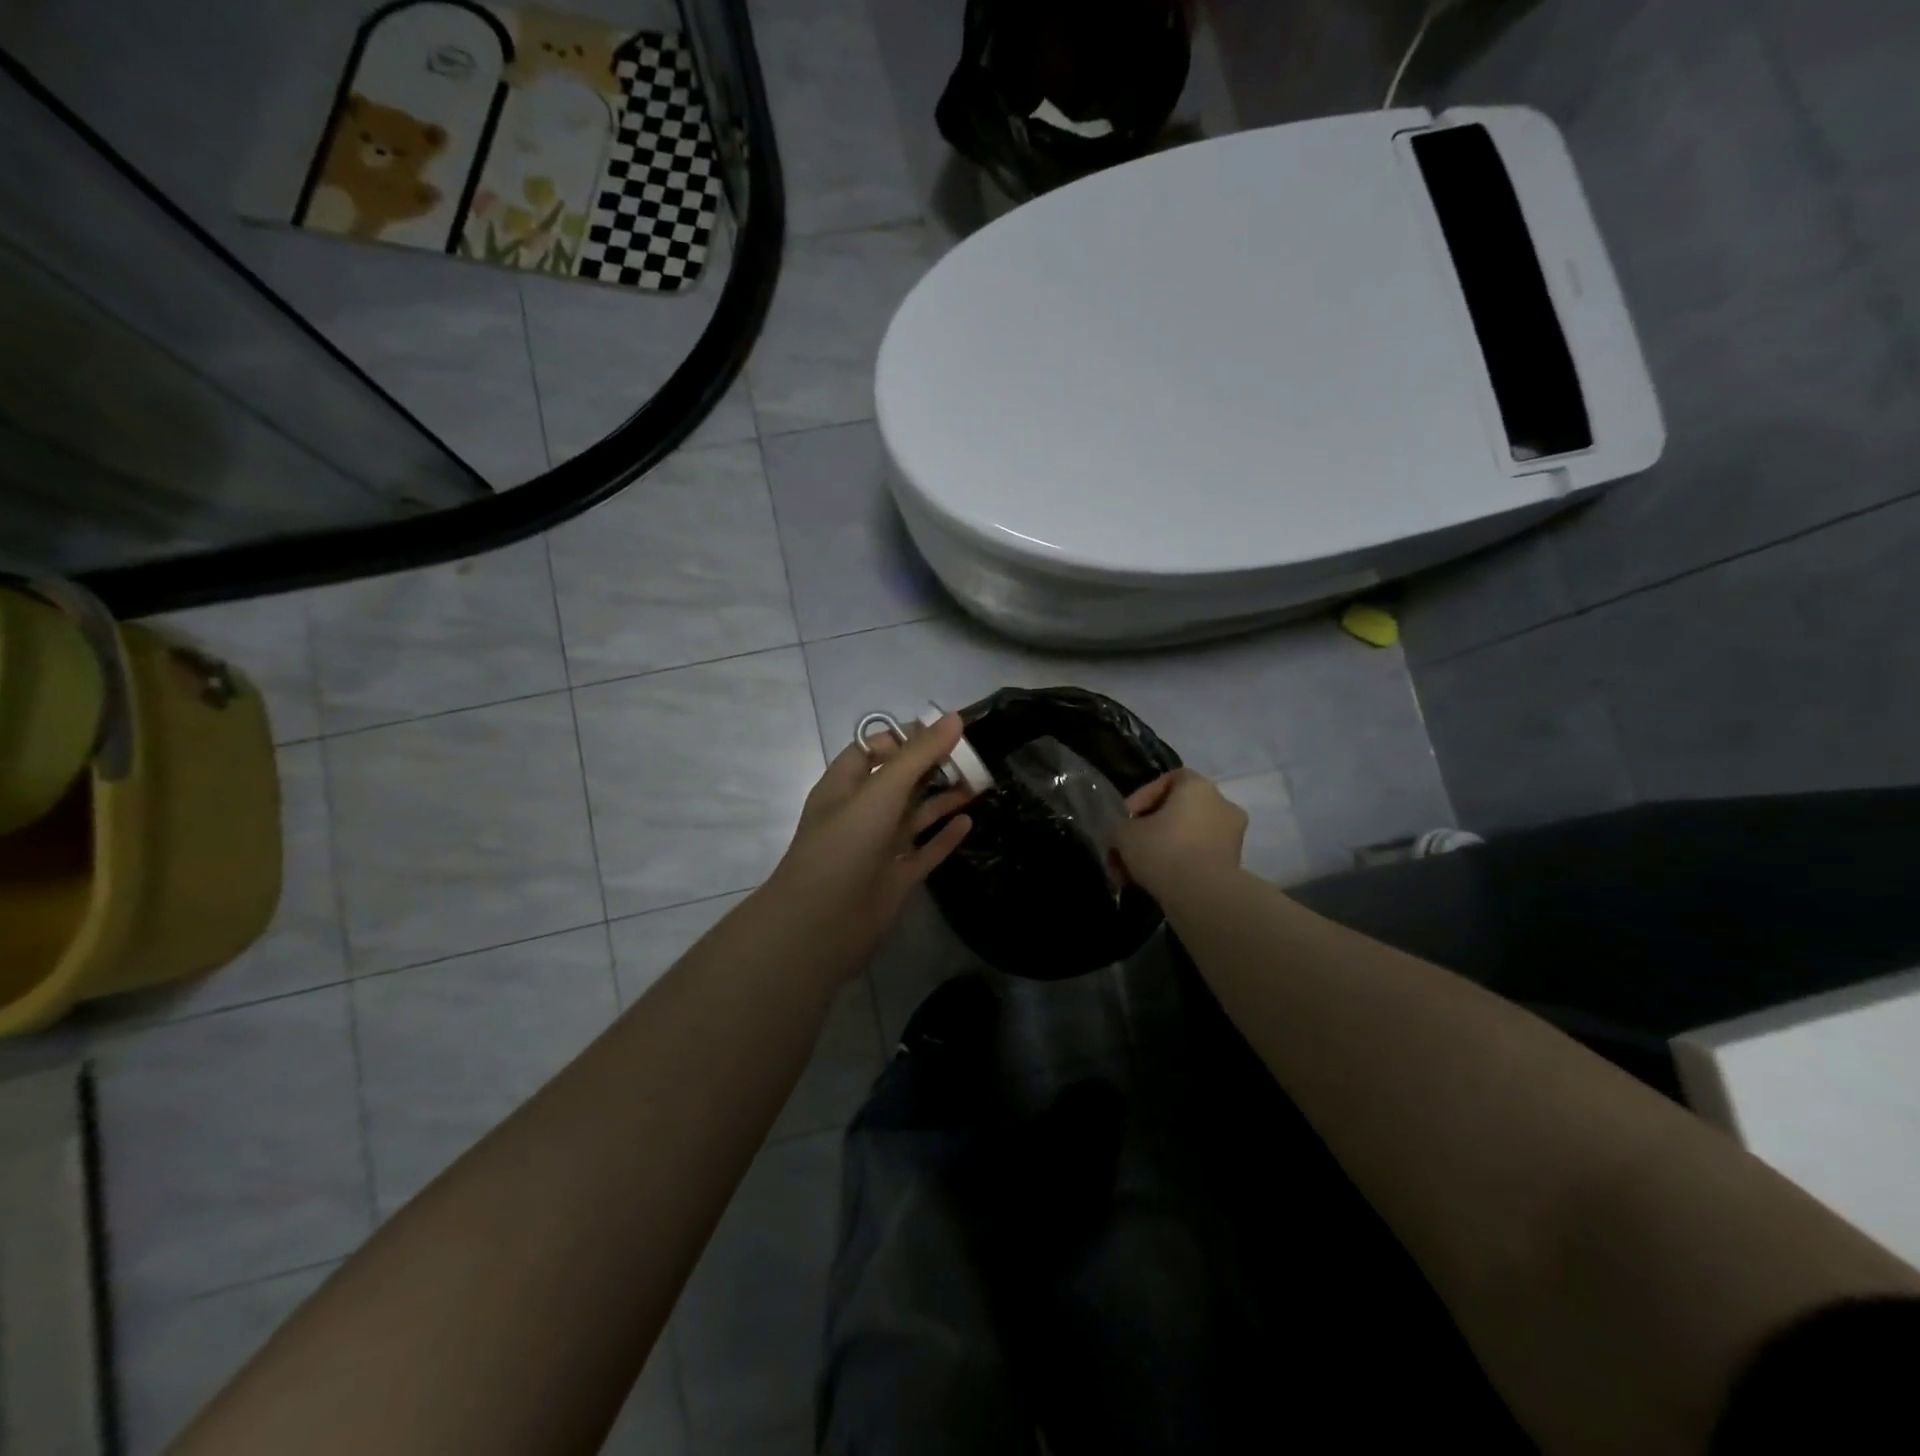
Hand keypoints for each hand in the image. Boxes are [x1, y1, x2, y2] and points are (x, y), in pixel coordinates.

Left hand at [760, 713, 975, 978]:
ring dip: (944, 797)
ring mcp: (880, 846)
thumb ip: (918, 755)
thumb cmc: (845, 845)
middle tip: (974, 753)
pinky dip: (945, 836)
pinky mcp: (897, 876)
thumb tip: (954, 717)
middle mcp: (863, 812)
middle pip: (901, 780)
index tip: (946, 727)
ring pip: (916, 814)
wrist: (822, 925)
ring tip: (981, 781)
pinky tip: (969, 821)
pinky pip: (926, 850)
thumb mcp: (881, 792)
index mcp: (846, 785)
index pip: (875, 748)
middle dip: (933, 765)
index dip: (907, 736)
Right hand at [1112, 768, 1246, 898]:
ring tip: (1134, 873)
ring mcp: (1232, 836)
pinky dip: (1177, 867)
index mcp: (1199, 787)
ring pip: (1185, 837)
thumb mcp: (1124, 834)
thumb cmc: (1163, 850)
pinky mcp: (1233, 865)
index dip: (1141, 798)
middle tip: (1126, 850)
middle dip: (1147, 831)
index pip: (1168, 780)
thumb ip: (1119, 827)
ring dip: (1160, 851)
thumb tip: (1121, 834)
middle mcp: (1221, 805)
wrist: (1203, 896)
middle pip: (1176, 812)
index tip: (1125, 819)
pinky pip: (1198, 858)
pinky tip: (1154, 884)